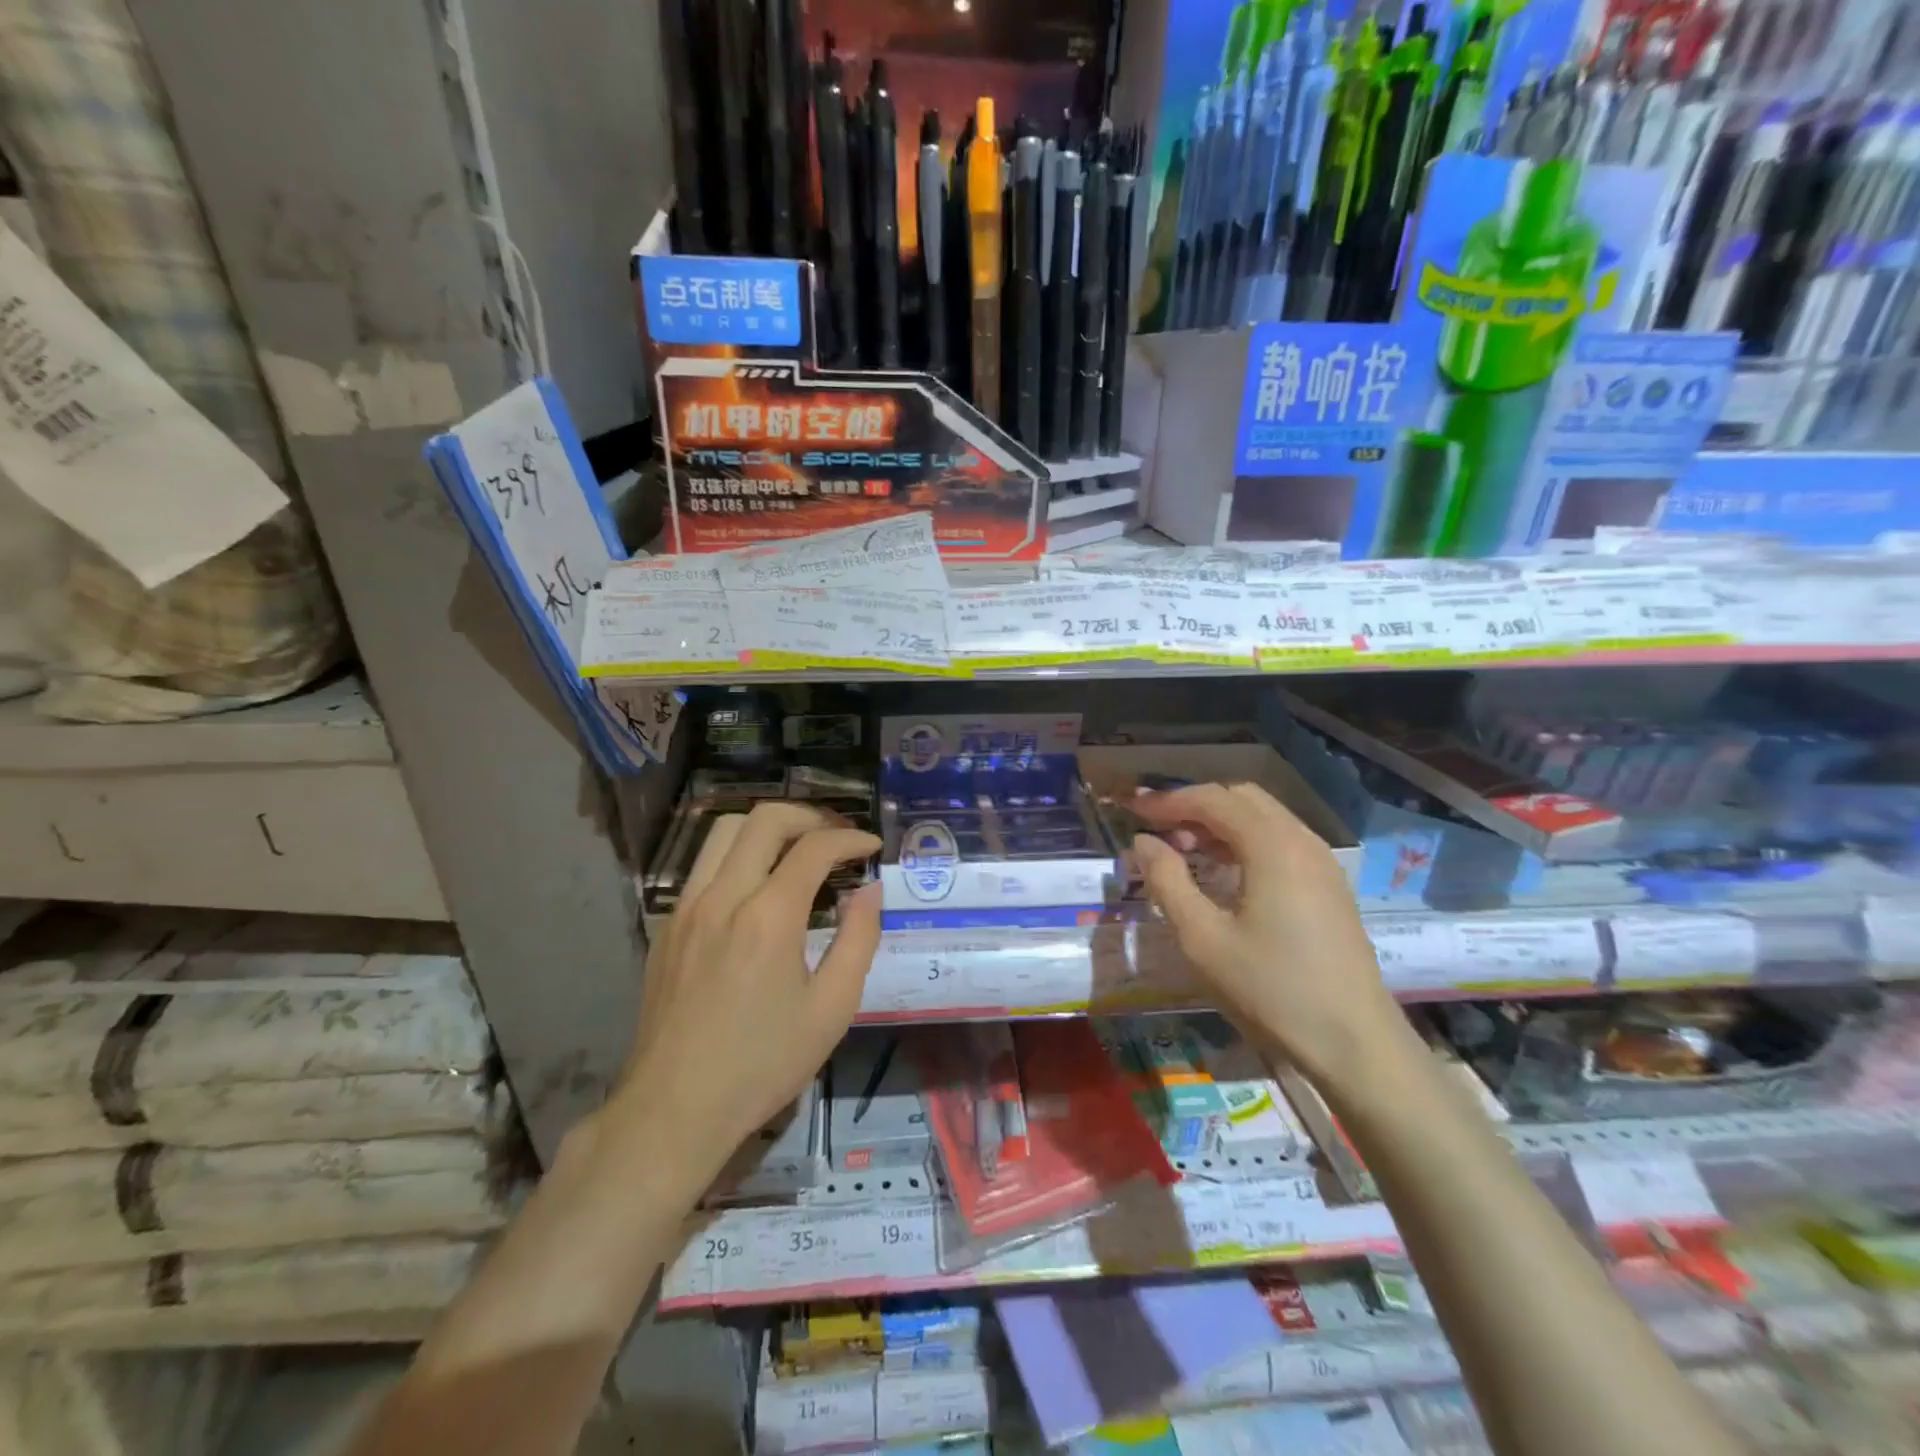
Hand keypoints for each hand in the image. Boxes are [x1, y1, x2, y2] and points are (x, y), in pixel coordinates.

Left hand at [609, 802, 880, 1184]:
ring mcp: (687, 906)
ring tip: (798, 849)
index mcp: (769, 916)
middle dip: (810, 816)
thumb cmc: (762, 1063)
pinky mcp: (668, 924)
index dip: (850, 838)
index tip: (871, 846)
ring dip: (768, 828)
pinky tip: (757, 887)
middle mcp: (723, 896)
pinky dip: (738, 855)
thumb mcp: (831, 1009)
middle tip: (837, 837)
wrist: (674, 1108)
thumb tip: (869, 891)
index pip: (814, 847)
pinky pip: (704, 864)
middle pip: (765, 818)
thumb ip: (858, 939)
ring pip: (725, 831)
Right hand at [1131, 783, 1407, 1087]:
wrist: (1355, 1045)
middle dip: (1194, 806)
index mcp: (1272, 846)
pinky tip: (1222, 873)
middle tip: (1157, 831)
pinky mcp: (1329, 886)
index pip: (1212, 799)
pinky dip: (1244, 841)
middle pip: (1241, 798)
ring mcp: (1322, 862)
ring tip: (1182, 851)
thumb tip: (1143, 841)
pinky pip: (1280, 841)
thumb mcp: (1203, 939)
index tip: (1132, 812)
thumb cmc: (1271, 990)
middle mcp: (1302, 841)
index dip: (1168, 801)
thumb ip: (1167, 881)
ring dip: (1219, 823)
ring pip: (1263, 818)